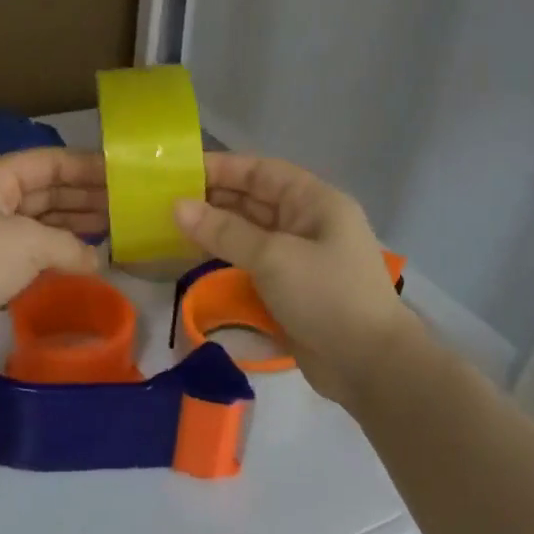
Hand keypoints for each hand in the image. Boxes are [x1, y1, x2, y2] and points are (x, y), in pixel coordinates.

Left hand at [0, 149, 106, 372]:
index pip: (46, 162)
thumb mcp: (28, 243)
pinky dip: (59, 254)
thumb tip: (96, 260)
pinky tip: (87, 259)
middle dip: (84, 196)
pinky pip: (33, 254)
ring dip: (75, 226)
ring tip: (115, 229)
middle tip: (125, 205)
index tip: (120, 174)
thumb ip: (70, 246)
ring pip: (41, 223)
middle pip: (45, 191)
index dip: (84, 166)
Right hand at [175, 154, 419, 403]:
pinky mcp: (290, 287)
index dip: (221, 168)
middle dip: (213, 198)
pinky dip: (225, 257)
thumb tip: (177, 206)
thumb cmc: (326, 296)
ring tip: (171, 227)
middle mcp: (307, 222)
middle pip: (254, 200)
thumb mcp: (273, 257)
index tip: (178, 171)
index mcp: (315, 202)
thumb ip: (224, 230)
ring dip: (215, 229)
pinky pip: (251, 262)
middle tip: (164, 200)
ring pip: (250, 232)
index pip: (261, 171)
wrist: (369, 365)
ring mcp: (299, 256)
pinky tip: (194, 258)